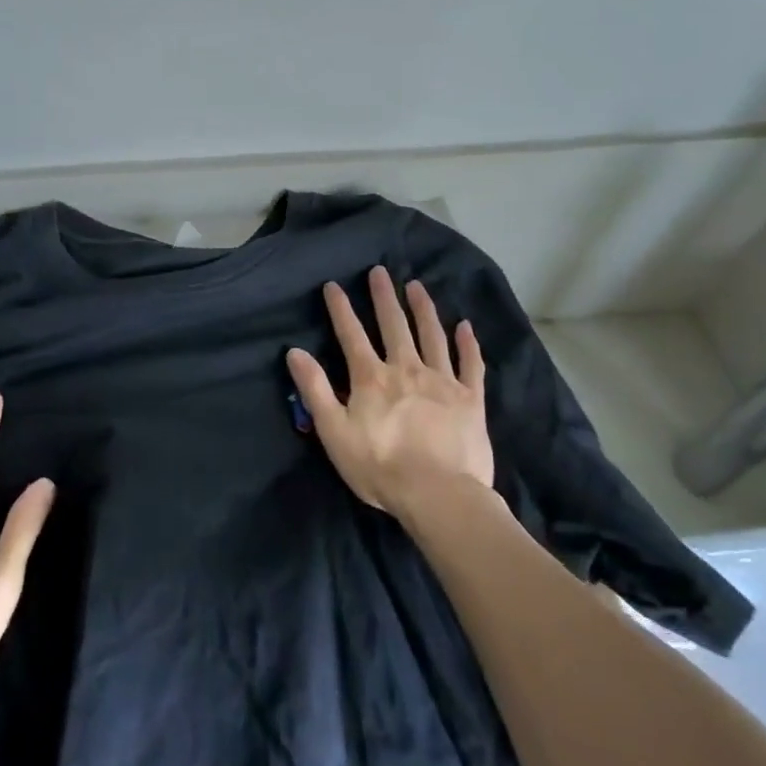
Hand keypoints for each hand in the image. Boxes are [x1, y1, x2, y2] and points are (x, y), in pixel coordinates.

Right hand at [286, 267, 492, 518]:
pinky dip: (468, 344)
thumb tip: (294, 352)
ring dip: (423, 309)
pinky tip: (466, 326)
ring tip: (417, 286)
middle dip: (384, 297)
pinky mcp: (470, 399)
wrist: (438, 494)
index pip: (351, 335)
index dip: (341, 308)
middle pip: (394, 325)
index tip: (334, 285)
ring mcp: (442, 381)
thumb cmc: (380, 467)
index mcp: (372, 377)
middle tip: (380, 271)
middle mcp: (406, 368)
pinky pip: (470, 364)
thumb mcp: (334, 432)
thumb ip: (315, 390)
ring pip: (432, 335)